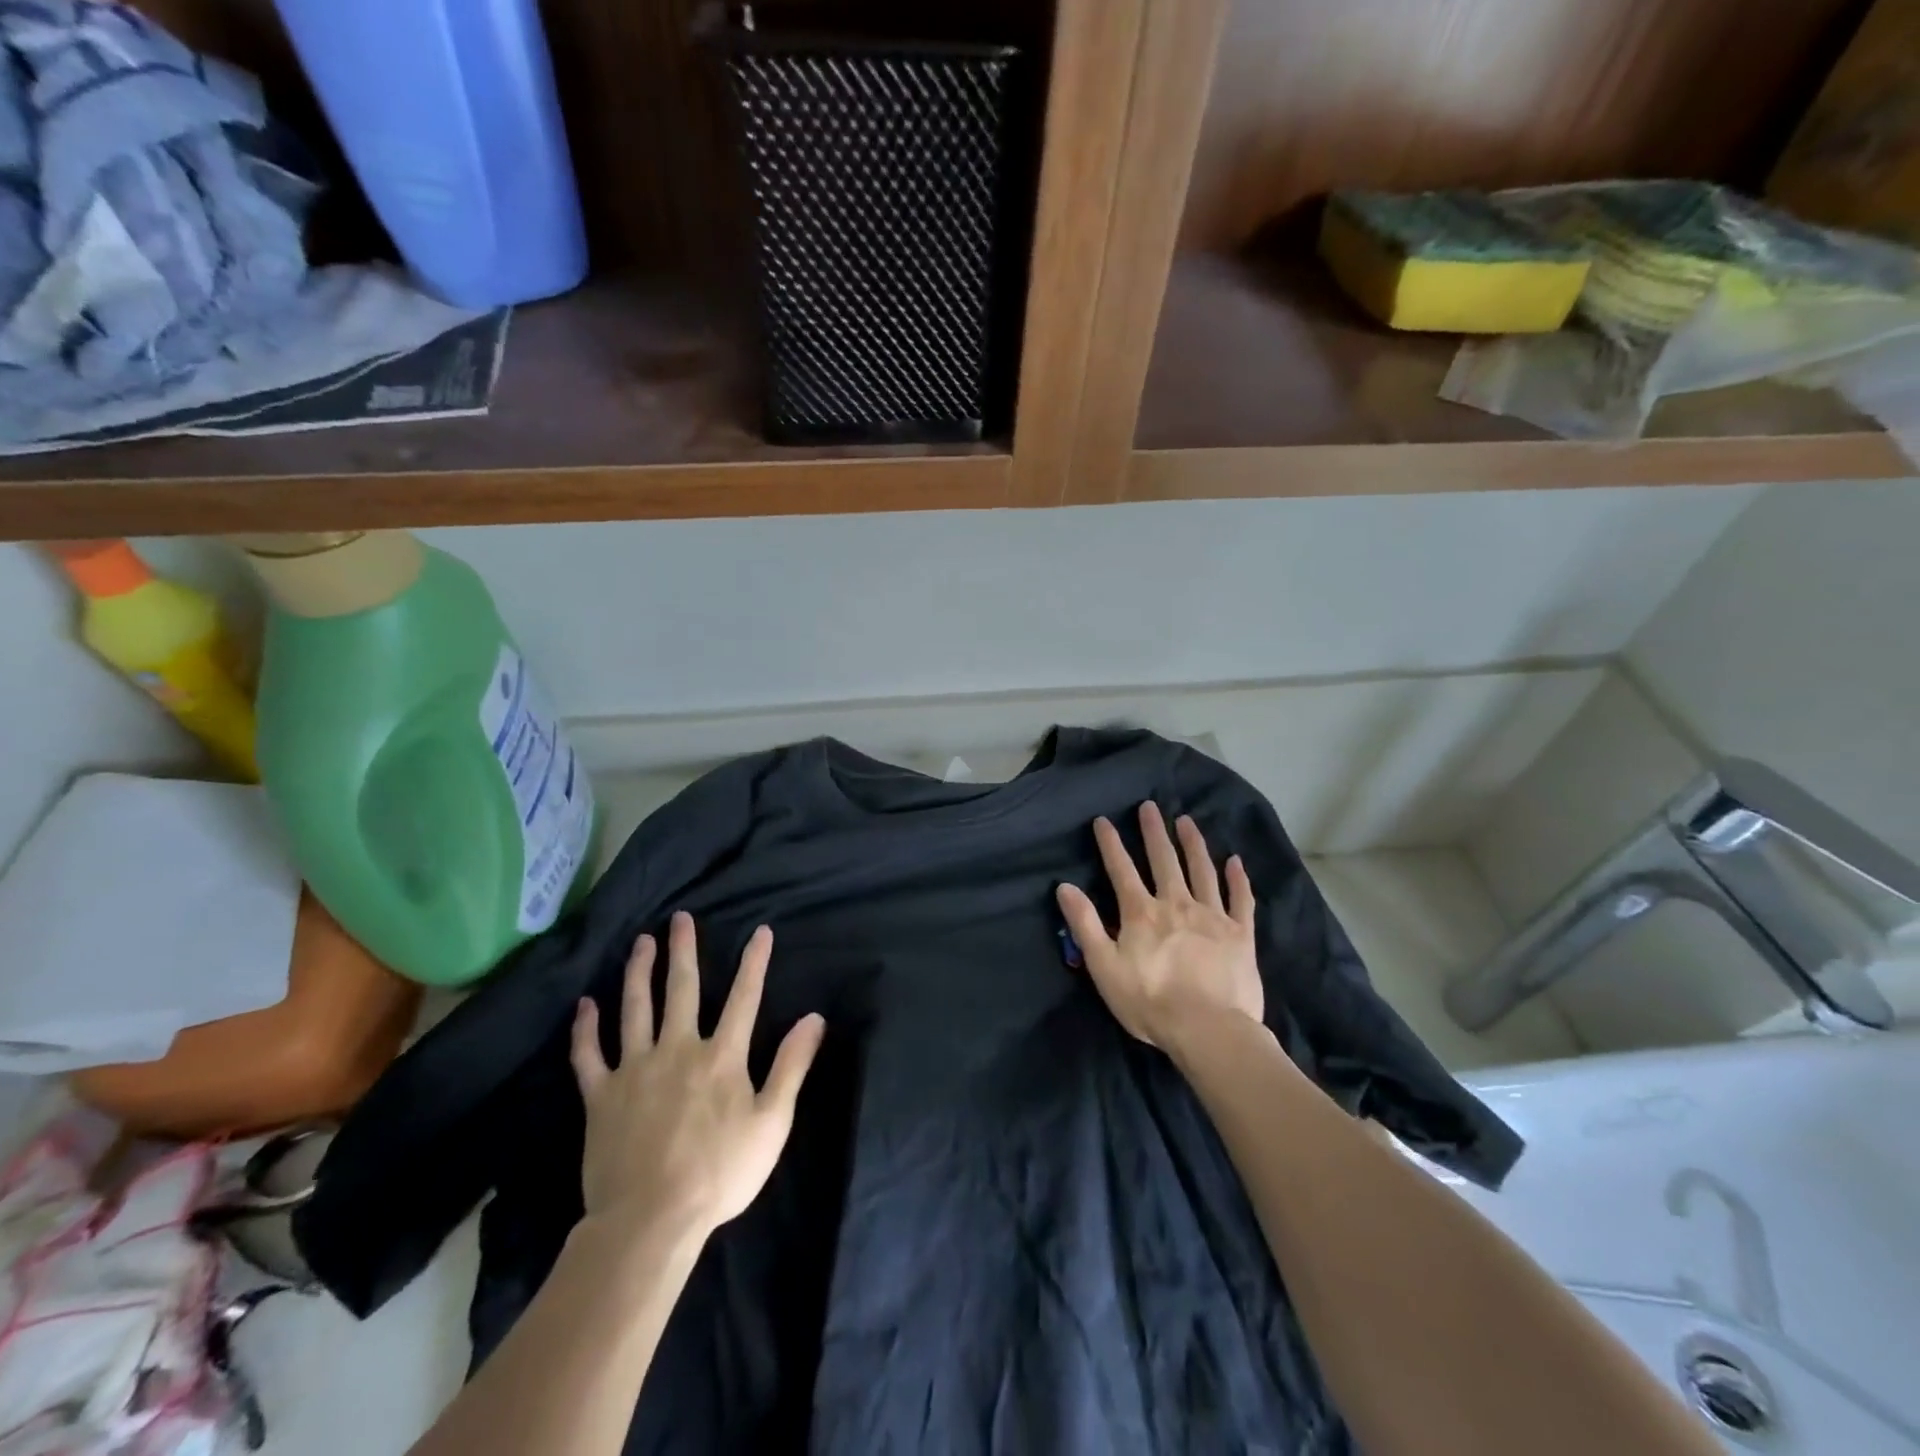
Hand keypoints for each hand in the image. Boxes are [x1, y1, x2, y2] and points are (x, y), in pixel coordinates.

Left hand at [570, 911, 825, 1242]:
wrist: (650, 1220)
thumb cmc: (720, 1173)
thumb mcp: (772, 1122)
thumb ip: (792, 1066)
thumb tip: (813, 1018)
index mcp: (721, 1056)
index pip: (744, 997)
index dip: (754, 962)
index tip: (760, 931)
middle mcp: (678, 1049)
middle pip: (681, 990)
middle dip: (683, 951)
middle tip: (679, 919)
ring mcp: (635, 1070)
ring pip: (635, 1009)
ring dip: (638, 972)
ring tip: (640, 943)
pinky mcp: (601, 1096)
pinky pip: (589, 1055)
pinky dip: (585, 1029)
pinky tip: (585, 1004)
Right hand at [1056, 802, 1262, 1053]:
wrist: (1208, 1029)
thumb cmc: (1150, 1002)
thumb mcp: (1104, 967)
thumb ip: (1085, 925)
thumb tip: (1064, 887)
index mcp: (1142, 912)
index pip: (1121, 870)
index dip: (1111, 843)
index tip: (1104, 820)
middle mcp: (1176, 903)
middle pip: (1164, 860)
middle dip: (1154, 832)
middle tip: (1150, 806)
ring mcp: (1212, 916)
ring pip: (1202, 870)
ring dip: (1193, 844)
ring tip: (1187, 821)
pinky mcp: (1240, 934)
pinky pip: (1240, 899)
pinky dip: (1238, 879)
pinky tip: (1236, 861)